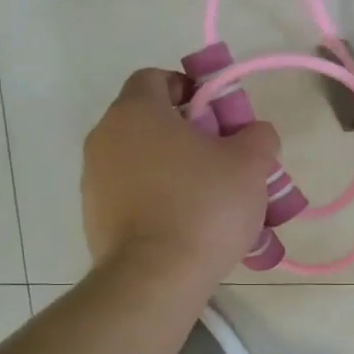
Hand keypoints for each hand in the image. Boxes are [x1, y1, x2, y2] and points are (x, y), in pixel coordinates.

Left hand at [82, 69, 280, 286]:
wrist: (156, 276)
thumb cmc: (204, 205)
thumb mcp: (251, 164)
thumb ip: (258, 135)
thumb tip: (255, 134)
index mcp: (137, 112)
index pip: (157, 78)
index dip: (191, 89)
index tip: (219, 118)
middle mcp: (105, 137)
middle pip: (150, 122)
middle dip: (189, 135)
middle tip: (225, 161)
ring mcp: (94, 180)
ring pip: (143, 161)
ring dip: (175, 171)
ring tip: (212, 201)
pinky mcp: (95, 217)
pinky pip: (134, 196)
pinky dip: (159, 202)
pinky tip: (189, 227)